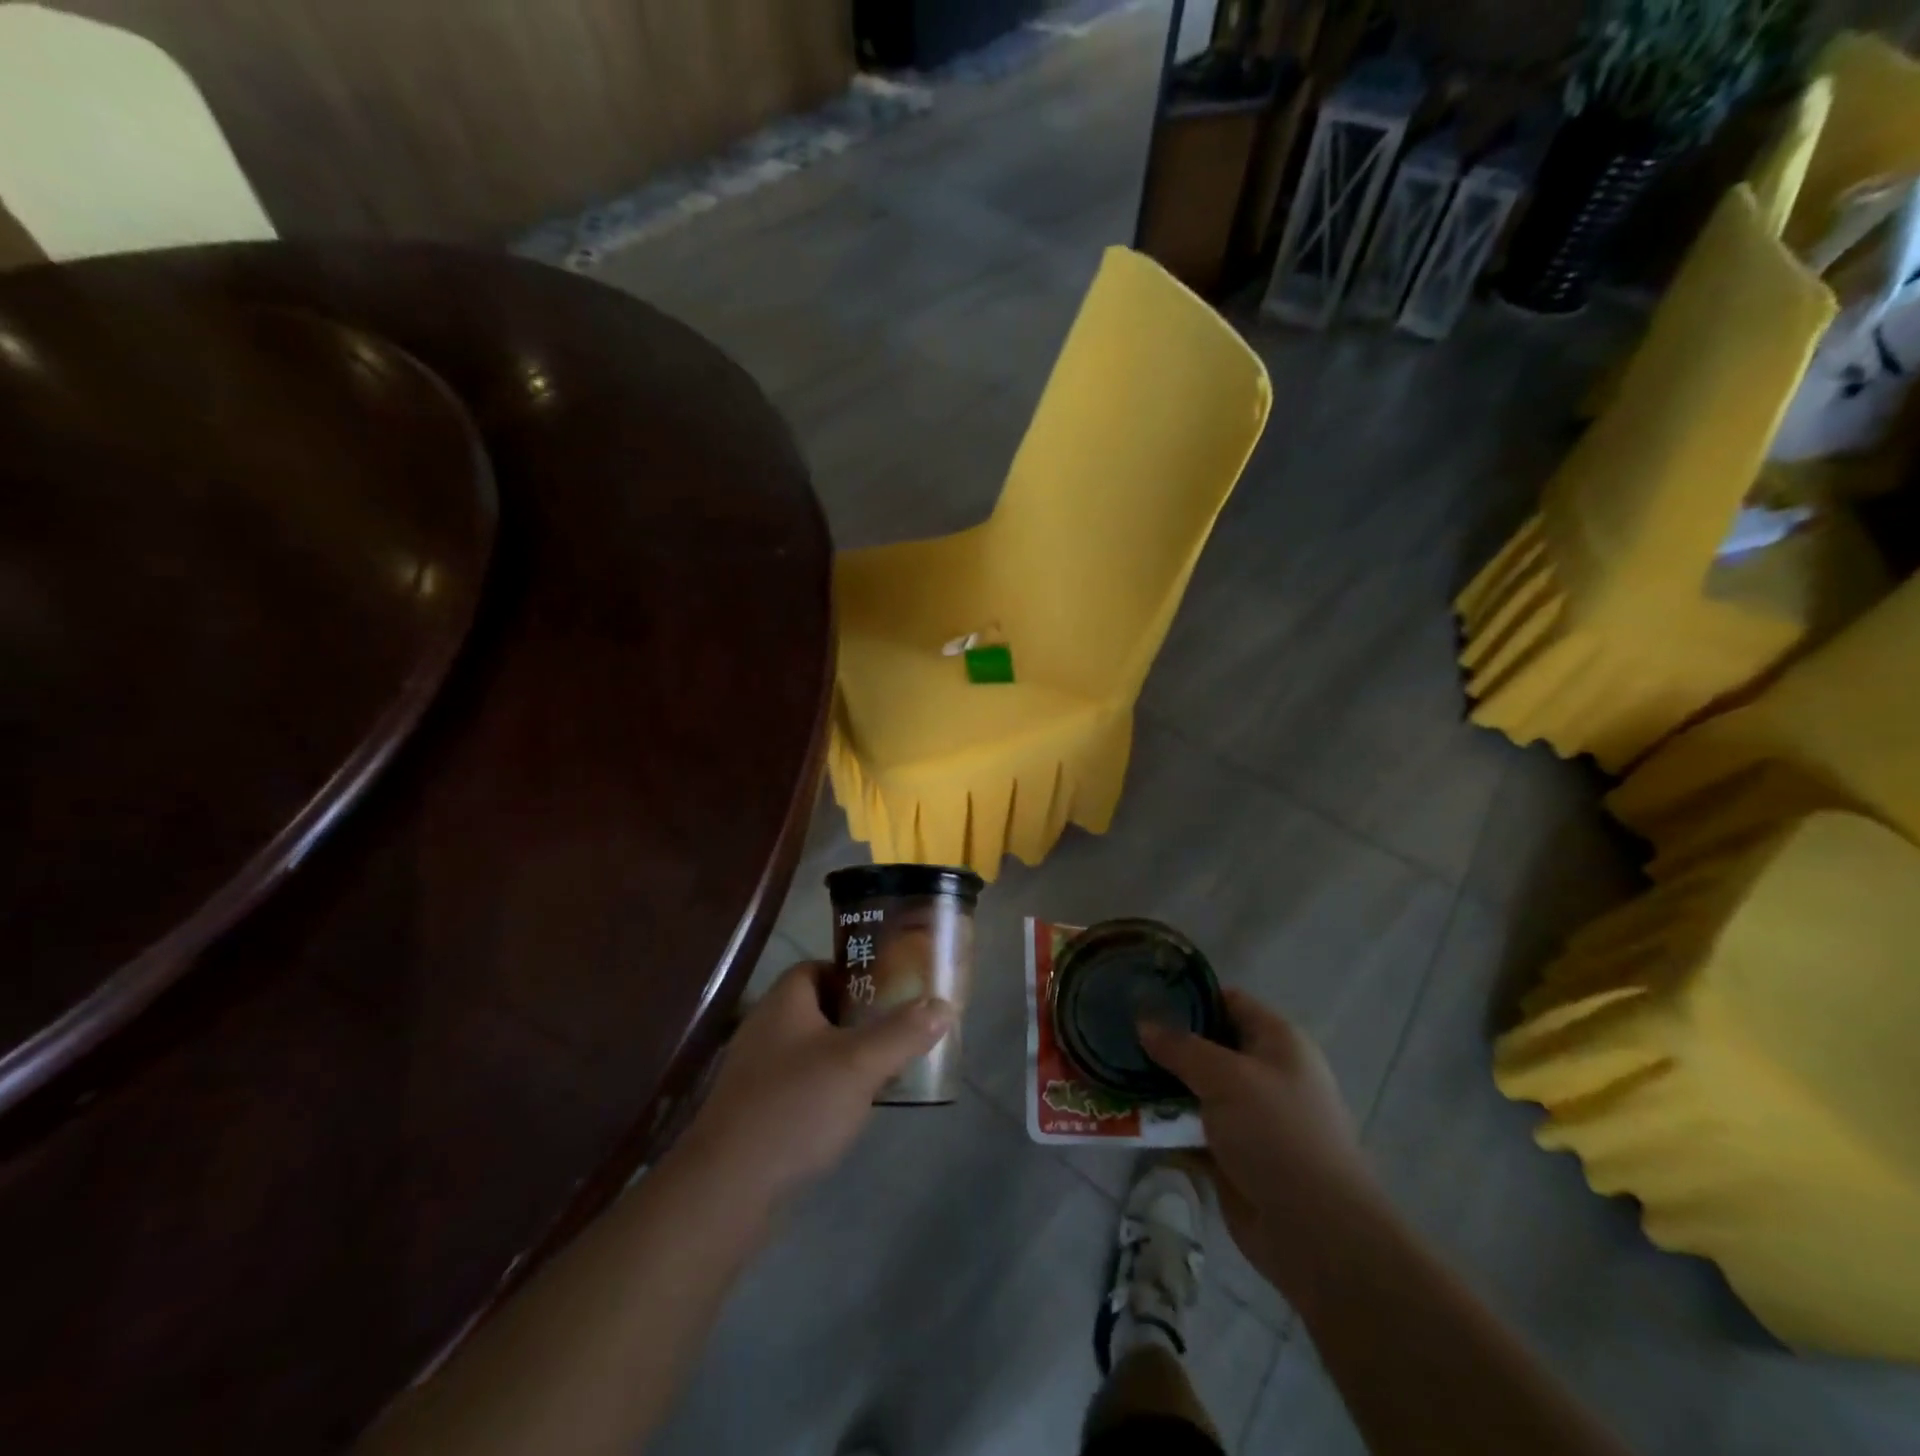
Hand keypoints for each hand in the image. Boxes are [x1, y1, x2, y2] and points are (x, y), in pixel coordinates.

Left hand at [677, 961, 953, 1208]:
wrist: (727, 1190)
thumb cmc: (796, 1107)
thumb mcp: (860, 1064)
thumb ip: (902, 1032)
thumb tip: (943, 1005)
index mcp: (784, 1002)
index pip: (819, 967)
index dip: (854, 973)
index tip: (890, 989)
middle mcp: (765, 1028)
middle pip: (818, 1008)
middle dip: (858, 1017)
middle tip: (896, 1028)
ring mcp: (756, 1072)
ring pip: (810, 1048)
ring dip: (844, 1055)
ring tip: (884, 1068)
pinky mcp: (755, 1111)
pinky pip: (799, 1084)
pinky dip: (826, 1087)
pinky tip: (850, 1110)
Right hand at [1140, 990, 1381, 1290]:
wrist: (1314, 1231)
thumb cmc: (1277, 1134)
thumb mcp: (1226, 1077)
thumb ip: (1180, 1047)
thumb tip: (1143, 1023)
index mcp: (1277, 1041)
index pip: (1227, 1001)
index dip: (1187, 996)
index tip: (1142, 995)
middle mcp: (1264, 1073)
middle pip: (1207, 1045)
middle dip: (1166, 1043)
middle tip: (1117, 1034)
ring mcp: (1249, 1116)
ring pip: (1195, 1088)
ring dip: (1160, 1084)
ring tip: (1113, 1070)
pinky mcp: (1232, 1153)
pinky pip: (1192, 1127)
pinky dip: (1166, 1123)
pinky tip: (1128, 1113)